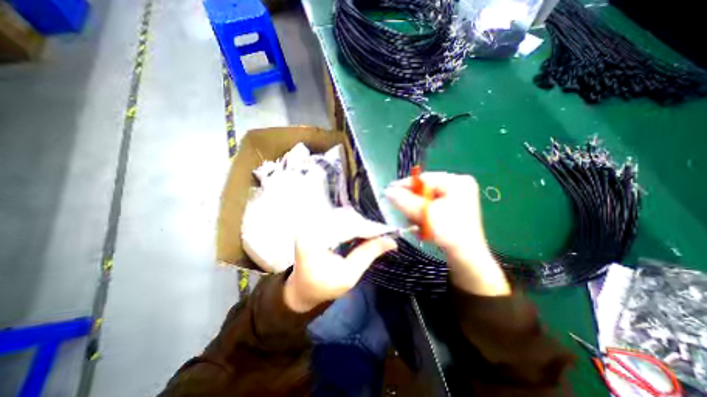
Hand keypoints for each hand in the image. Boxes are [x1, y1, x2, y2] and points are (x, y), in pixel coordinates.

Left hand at [285, 217, 395, 312]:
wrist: (302, 287)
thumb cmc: (323, 287)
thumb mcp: (348, 276)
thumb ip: (368, 254)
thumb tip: (392, 241)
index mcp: (314, 241)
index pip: (346, 228)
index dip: (369, 229)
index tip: (389, 232)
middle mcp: (310, 226)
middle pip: (345, 217)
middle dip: (366, 225)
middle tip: (382, 235)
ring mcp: (312, 222)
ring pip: (343, 214)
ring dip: (360, 222)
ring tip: (373, 234)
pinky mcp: (316, 222)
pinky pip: (339, 216)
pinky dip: (353, 222)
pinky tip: (360, 231)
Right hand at [386, 172, 507, 295]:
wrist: (466, 256)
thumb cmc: (449, 233)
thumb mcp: (424, 214)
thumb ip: (405, 201)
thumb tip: (388, 191)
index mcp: (457, 182)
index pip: (424, 179)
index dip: (405, 185)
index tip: (389, 191)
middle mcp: (458, 186)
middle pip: (425, 189)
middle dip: (413, 202)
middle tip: (403, 211)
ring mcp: (457, 197)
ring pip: (427, 199)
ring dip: (418, 211)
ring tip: (417, 223)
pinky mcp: (453, 207)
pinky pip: (432, 206)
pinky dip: (424, 214)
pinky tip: (423, 225)